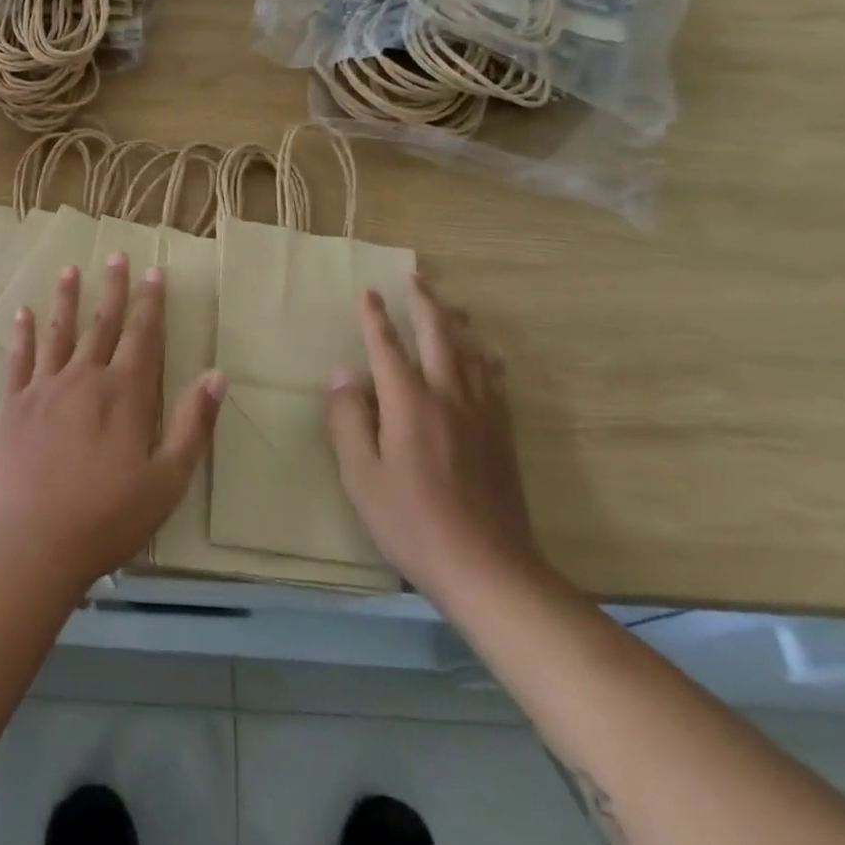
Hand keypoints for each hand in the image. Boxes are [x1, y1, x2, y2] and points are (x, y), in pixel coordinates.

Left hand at [0, 254, 225, 594]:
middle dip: (113, 288)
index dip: (151, 302)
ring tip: (70, 269)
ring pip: (59, 332)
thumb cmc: (108, 517)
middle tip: (116, 255)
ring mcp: (45, 389)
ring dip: (66, 299)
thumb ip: (192, 424)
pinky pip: (19, 360)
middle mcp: (85, 378)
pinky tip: (22, 312)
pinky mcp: (14, 406)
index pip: (143, 335)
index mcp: (125, 394)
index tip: (154, 271)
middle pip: (102, 324)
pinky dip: (22, 334)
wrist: (33, 543)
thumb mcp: (167, 480)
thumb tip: (217, 375)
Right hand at [327, 276, 544, 605]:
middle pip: (438, 335)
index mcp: (409, 403)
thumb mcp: (360, 476)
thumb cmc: (412, 522)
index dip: (375, 318)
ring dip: (456, 321)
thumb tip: (343, 374)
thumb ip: (348, 420)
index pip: (388, 347)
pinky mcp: (502, 434)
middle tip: (414, 276)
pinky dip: (485, 356)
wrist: (487, 568)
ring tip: (449, 303)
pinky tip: (487, 354)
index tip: (369, 293)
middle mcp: (448, 395)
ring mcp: (482, 413)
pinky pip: (494, 378)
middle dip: (424, 302)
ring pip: (471, 351)